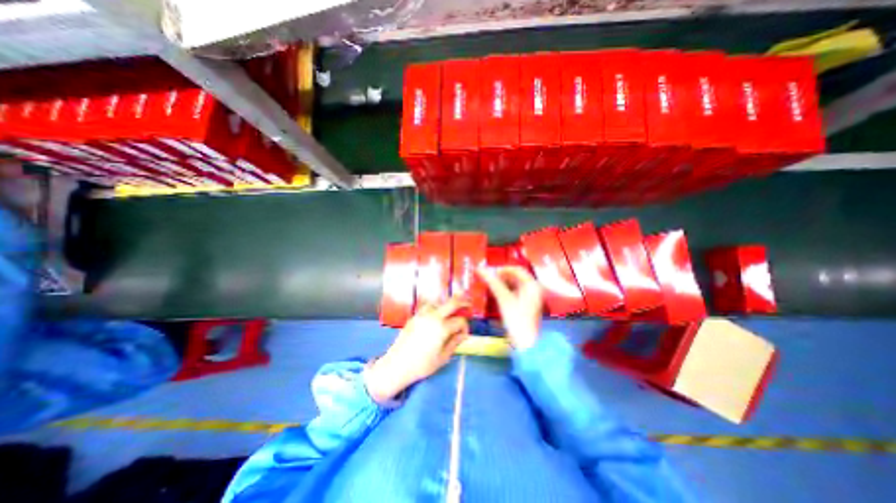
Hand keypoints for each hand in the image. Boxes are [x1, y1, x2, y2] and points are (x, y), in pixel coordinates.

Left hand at [364, 297, 468, 401]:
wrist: (397, 365)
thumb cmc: (422, 365)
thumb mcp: (443, 357)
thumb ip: (455, 343)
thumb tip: (463, 334)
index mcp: (442, 328)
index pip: (460, 321)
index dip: (465, 327)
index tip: (464, 335)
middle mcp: (433, 317)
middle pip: (452, 302)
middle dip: (462, 301)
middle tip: (468, 302)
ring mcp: (422, 315)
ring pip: (438, 302)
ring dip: (446, 304)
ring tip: (450, 311)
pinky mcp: (414, 317)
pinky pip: (427, 307)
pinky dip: (435, 308)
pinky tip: (436, 316)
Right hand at [479, 268, 541, 349]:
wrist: (525, 343)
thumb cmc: (516, 318)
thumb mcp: (503, 298)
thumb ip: (493, 282)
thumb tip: (480, 269)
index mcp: (532, 285)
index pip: (517, 269)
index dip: (502, 269)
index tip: (490, 272)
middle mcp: (533, 289)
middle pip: (516, 276)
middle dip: (501, 276)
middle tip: (488, 278)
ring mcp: (530, 298)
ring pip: (514, 285)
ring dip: (502, 283)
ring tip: (489, 285)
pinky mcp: (525, 306)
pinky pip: (514, 293)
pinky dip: (505, 291)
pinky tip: (496, 294)